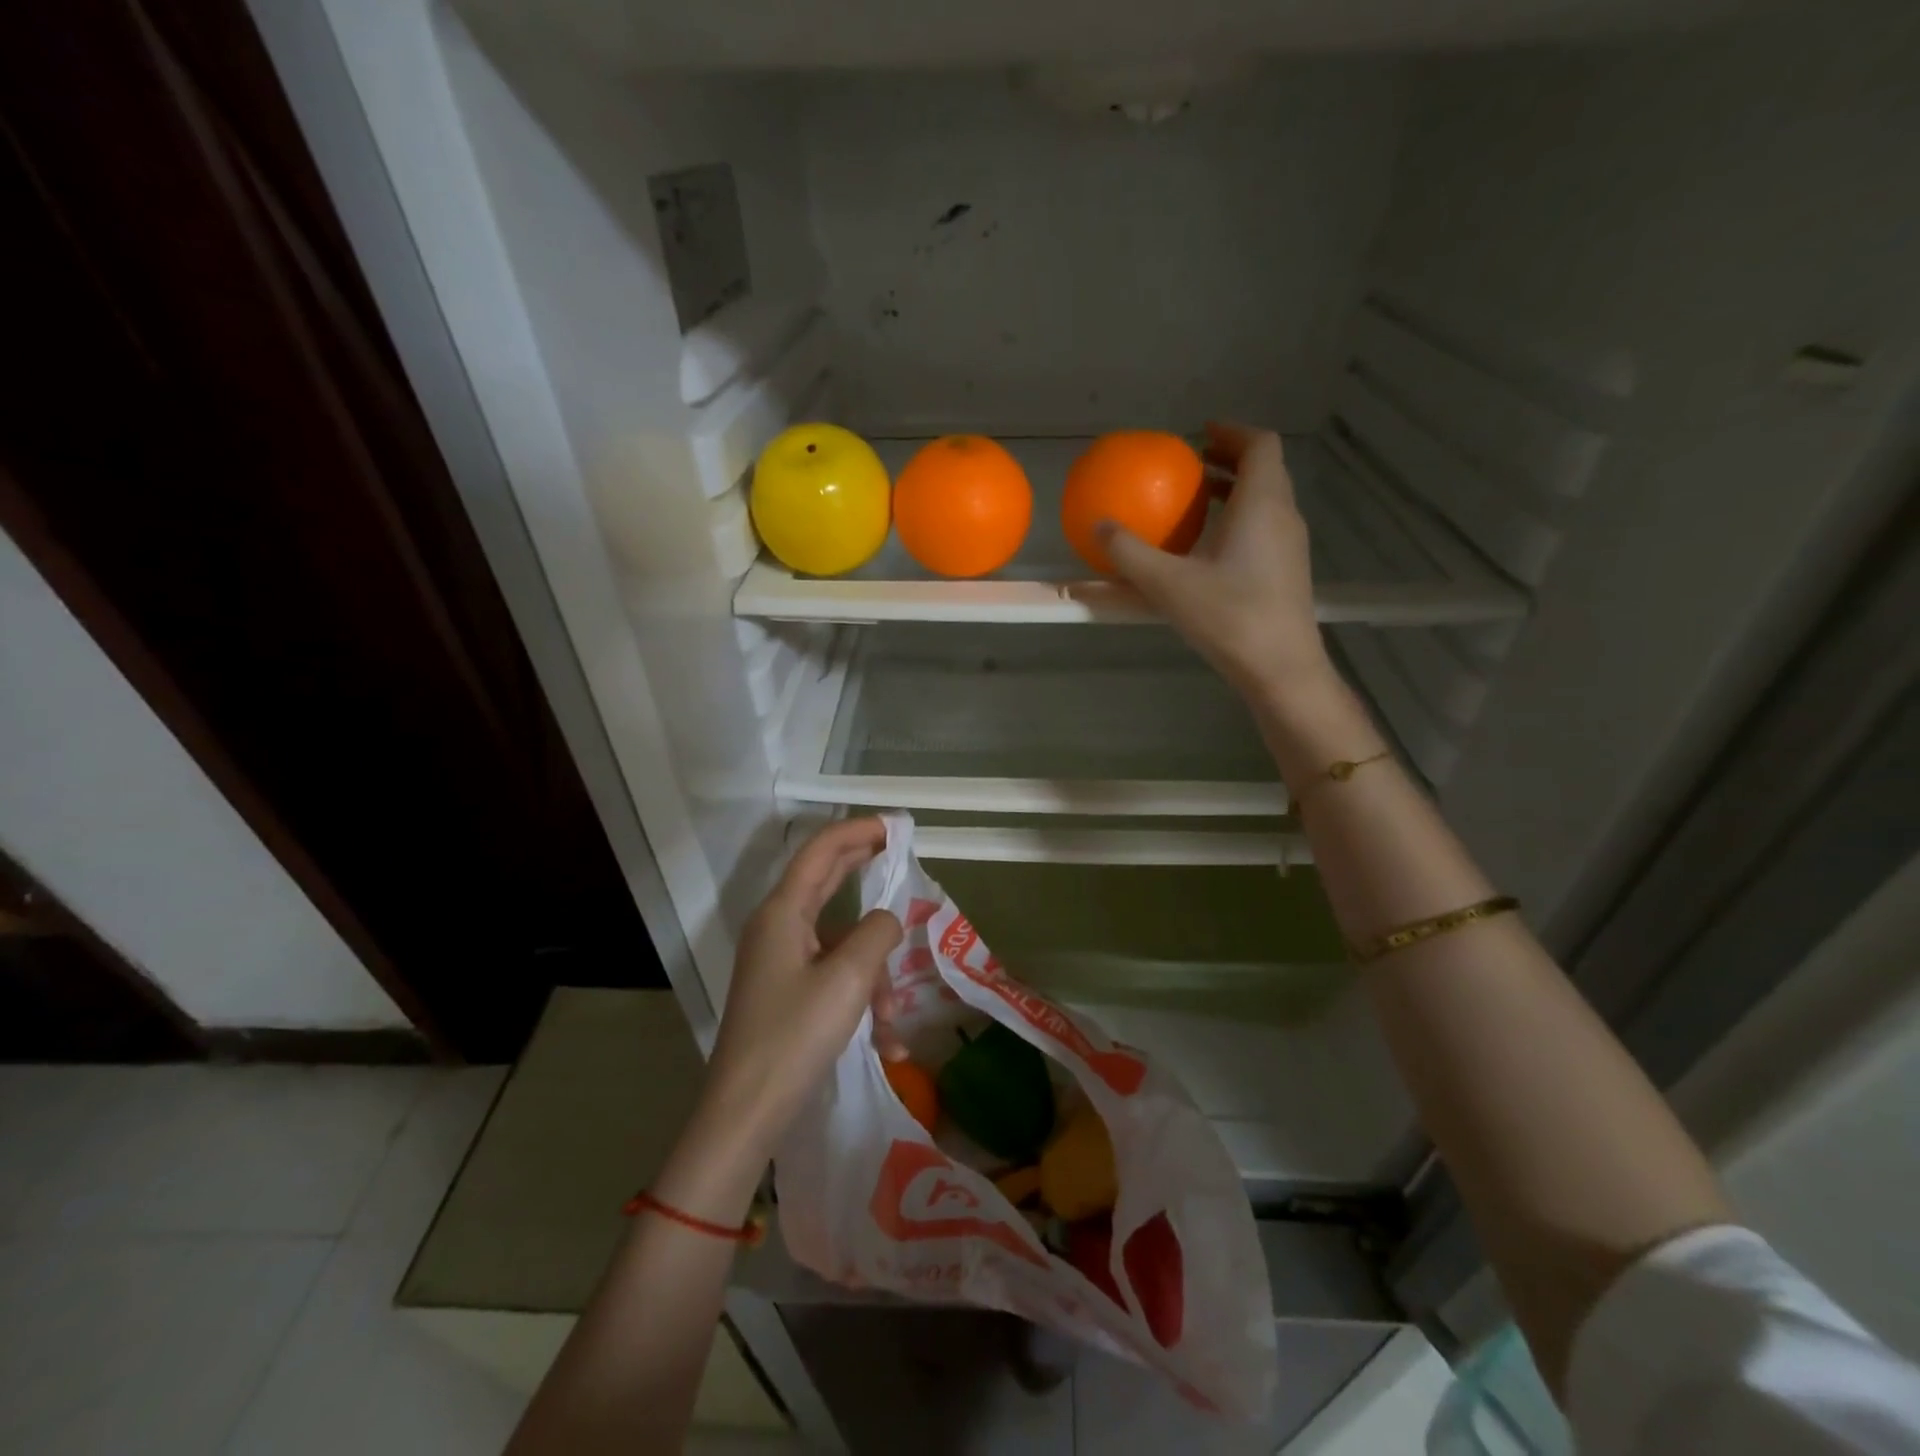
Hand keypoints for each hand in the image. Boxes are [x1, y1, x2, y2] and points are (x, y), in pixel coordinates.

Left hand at [702, 818, 904, 1154]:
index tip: (894, 826)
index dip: (857, 831)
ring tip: (891, 1020)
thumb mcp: (848, 978)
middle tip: (901, 857)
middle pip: (827, 881)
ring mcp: (781, 960)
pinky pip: (833, 977)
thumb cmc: (795, 1036)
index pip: (821, 850)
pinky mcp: (787, 991)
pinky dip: (859, 999)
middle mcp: (778, 927)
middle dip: (866, 871)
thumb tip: (886, 920)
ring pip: (840, 942)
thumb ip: (877, 933)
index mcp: (783, 912)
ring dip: (873, 972)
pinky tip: (885, 1042)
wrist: (745, 1113)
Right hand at [1099, 422, 1333, 704]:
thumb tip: (1098, 525)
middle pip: (1265, 469)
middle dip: (1230, 459)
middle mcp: (1284, 515)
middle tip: (1193, 466)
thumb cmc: (1228, 617)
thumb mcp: (1167, 584)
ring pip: (1267, 500)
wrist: (1280, 668)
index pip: (1260, 444)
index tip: (1200, 434)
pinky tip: (1210, 549)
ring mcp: (1291, 545)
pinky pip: (1266, 527)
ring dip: (1235, 491)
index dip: (1232, 431)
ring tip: (1197, 502)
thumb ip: (1129, 552)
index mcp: (1261, 503)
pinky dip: (1240, 519)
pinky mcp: (1289, 571)